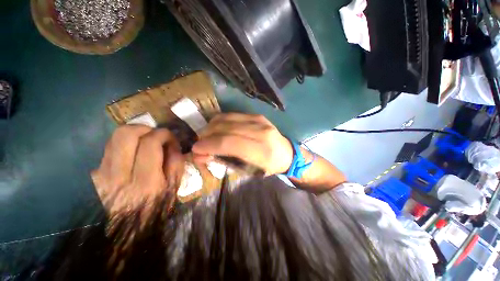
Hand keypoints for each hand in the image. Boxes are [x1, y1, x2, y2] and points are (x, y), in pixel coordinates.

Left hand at [91, 125, 184, 217]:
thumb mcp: (174, 186)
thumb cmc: (156, 207)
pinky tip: (134, 153)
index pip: (150, 143)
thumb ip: (176, 162)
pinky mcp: (95, 174)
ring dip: (135, 134)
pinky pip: (110, 148)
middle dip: (145, 128)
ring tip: (146, 141)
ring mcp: (102, 174)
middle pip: (125, 134)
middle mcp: (119, 176)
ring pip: (114, 137)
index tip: (170, 137)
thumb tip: (172, 143)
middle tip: (155, 135)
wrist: (127, 228)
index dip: (163, 134)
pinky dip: (125, 145)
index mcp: (145, 182)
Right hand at [192, 113, 292, 175]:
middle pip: (226, 129)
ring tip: (205, 136)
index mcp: (261, 150)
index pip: (229, 143)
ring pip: (227, 119)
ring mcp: (259, 120)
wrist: (286, 153)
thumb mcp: (247, 170)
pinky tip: (216, 129)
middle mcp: (261, 131)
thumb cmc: (267, 166)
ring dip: (211, 127)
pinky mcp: (256, 115)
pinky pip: (232, 115)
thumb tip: (201, 155)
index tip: (195, 149)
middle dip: (207, 135)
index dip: (209, 145)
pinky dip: (219, 121)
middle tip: (198, 144)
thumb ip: (224, 160)